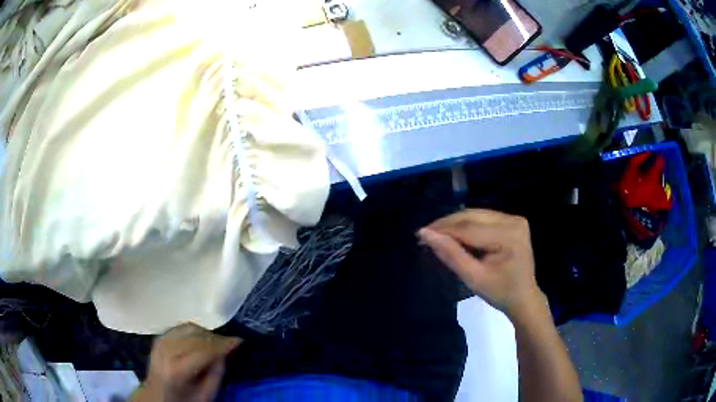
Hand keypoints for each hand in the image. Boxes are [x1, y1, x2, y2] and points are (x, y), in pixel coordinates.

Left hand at [132, 323, 240, 401]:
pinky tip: (200, 338)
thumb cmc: (183, 400)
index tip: (238, 341)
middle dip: (215, 338)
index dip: (222, 344)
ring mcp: (160, 342)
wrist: (156, 396)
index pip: (203, 349)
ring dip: (205, 332)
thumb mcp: (205, 395)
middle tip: (229, 343)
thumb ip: (215, 374)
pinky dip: (193, 330)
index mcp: (177, 369)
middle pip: (195, 335)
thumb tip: (224, 352)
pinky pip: (179, 327)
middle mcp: (166, 350)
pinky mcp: (159, 338)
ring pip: (188, 327)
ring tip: (215, 342)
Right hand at [418, 209, 544, 318]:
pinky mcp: (512, 221)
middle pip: (472, 217)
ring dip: (455, 224)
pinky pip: (483, 219)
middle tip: (425, 233)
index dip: (443, 230)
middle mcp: (513, 220)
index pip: (469, 229)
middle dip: (447, 224)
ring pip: (476, 215)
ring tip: (436, 234)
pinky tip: (454, 234)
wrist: (523, 297)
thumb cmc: (499, 292)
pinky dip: (467, 225)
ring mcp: (514, 219)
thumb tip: (426, 235)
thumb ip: (451, 255)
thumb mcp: (473, 277)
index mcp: (508, 235)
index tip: (420, 234)